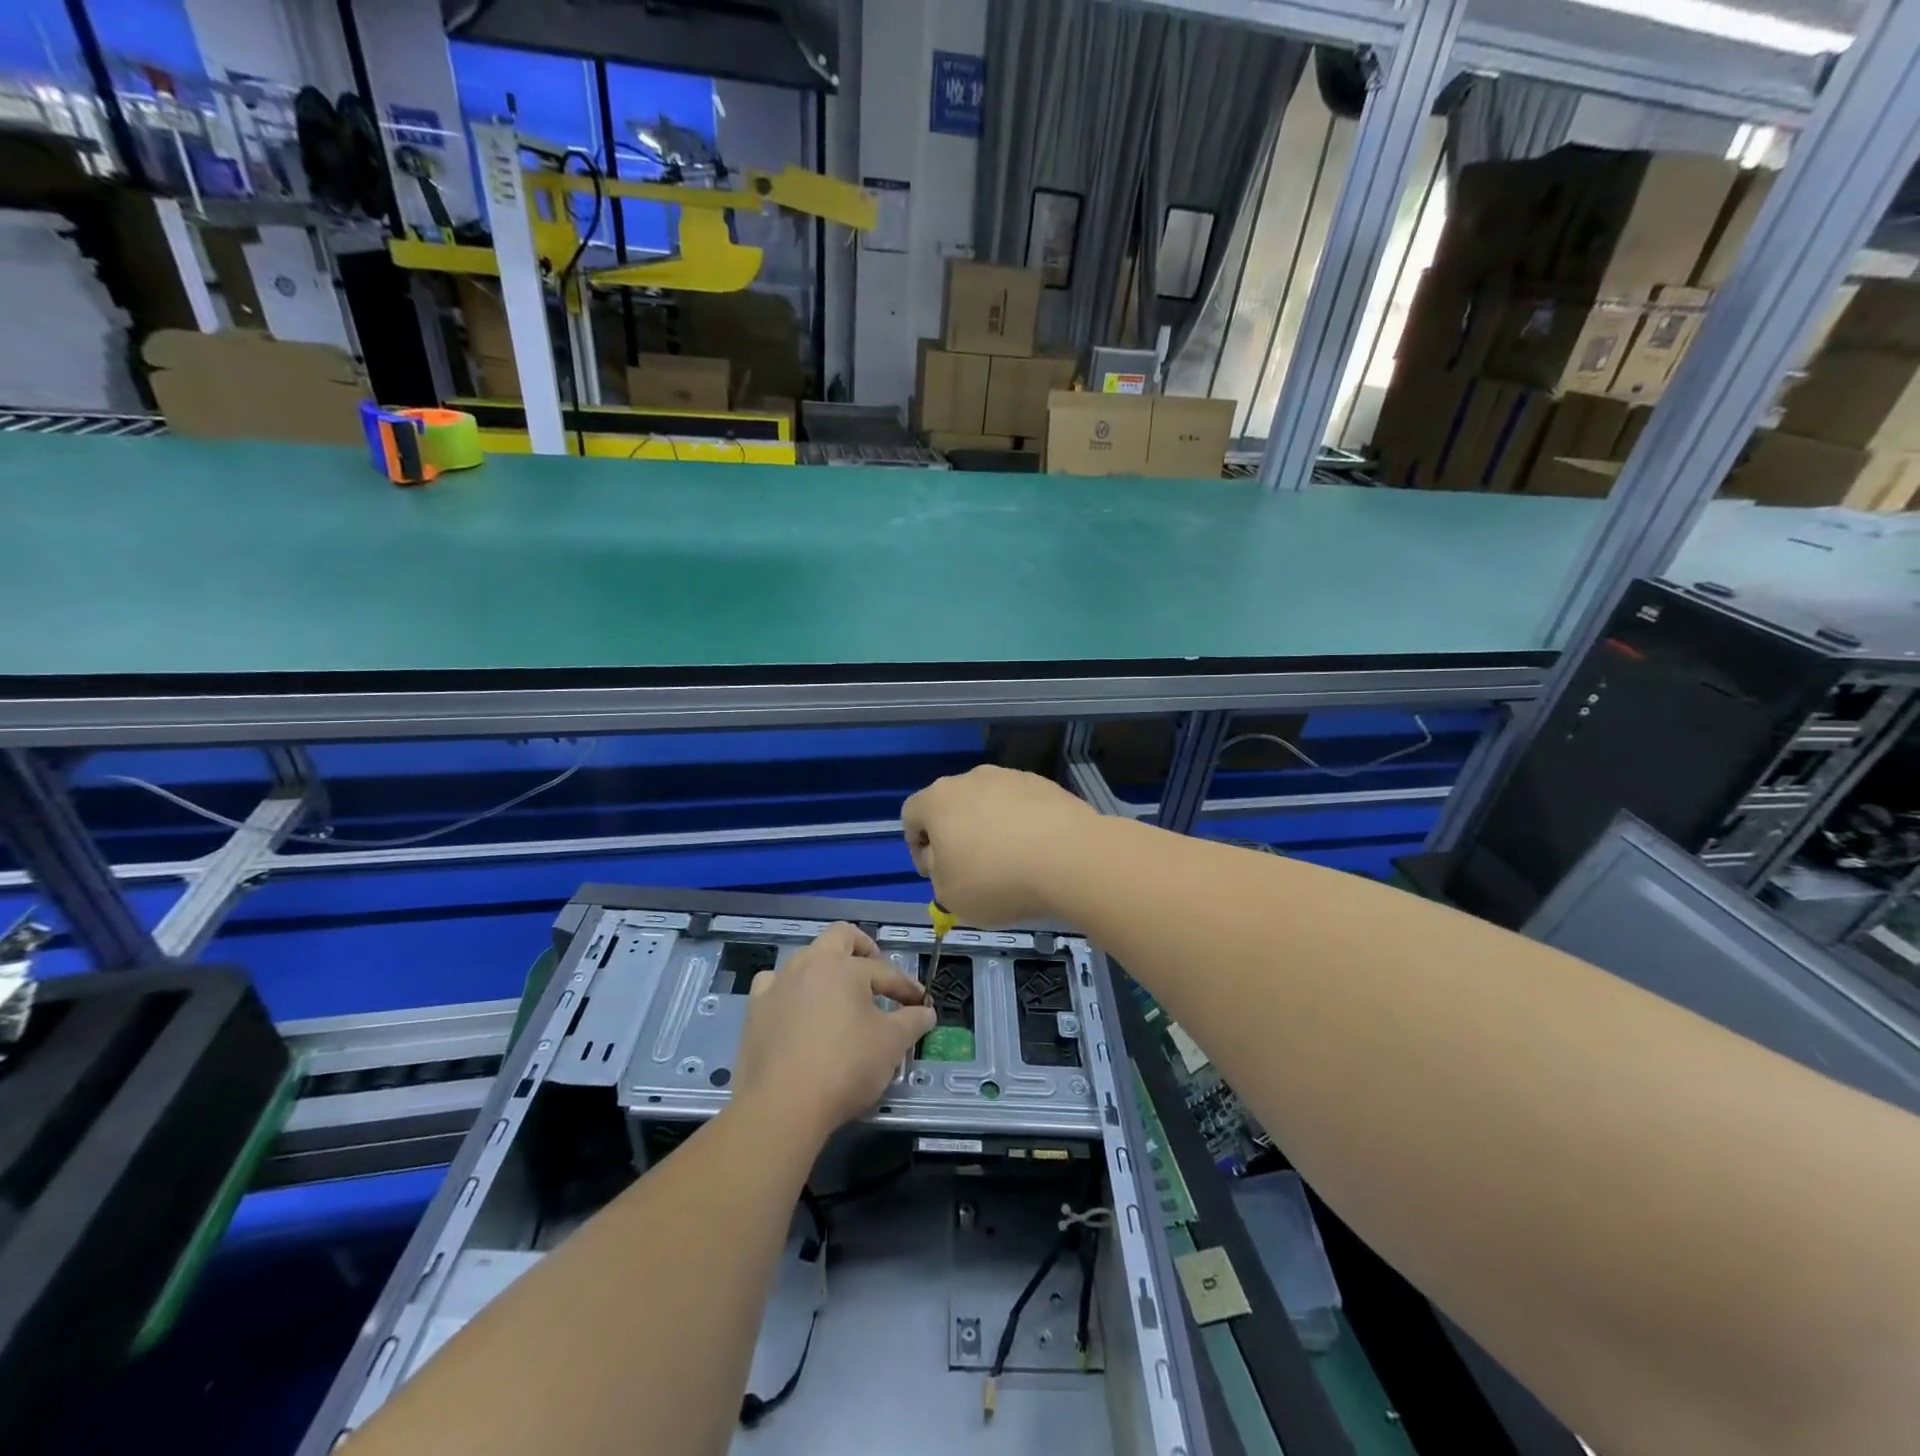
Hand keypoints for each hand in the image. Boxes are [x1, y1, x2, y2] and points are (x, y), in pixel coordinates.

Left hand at [732, 923, 935, 1142]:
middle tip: (877, 974)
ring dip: (826, 970)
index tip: (921, 1005)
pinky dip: (791, 991)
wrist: (782, 1105)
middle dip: (863, 949)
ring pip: (806, 959)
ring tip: (840, 996)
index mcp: (844, 966)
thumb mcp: (892, 1044)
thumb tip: (926, 1011)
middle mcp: (809, 963)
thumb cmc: (845, 1066)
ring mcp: (777, 984)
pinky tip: (798, 1011)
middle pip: (840, 937)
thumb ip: (913, 1021)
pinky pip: (775, 986)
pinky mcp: (755, 1010)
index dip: (907, 988)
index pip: (885, 971)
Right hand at [901, 765, 1097, 925]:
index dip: (916, 847)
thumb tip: (946, 860)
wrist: (1070, 858)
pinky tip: (1036, 853)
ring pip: (988, 804)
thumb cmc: (997, 879)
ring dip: (990, 829)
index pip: (911, 815)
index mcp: (938, 800)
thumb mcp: (948, 895)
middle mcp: (971, 778)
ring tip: (1010, 863)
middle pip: (951, 805)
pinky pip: (1022, 806)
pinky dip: (1022, 826)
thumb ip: (937, 874)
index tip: (934, 874)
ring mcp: (1011, 777)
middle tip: (970, 871)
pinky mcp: (1045, 784)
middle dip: (955, 836)